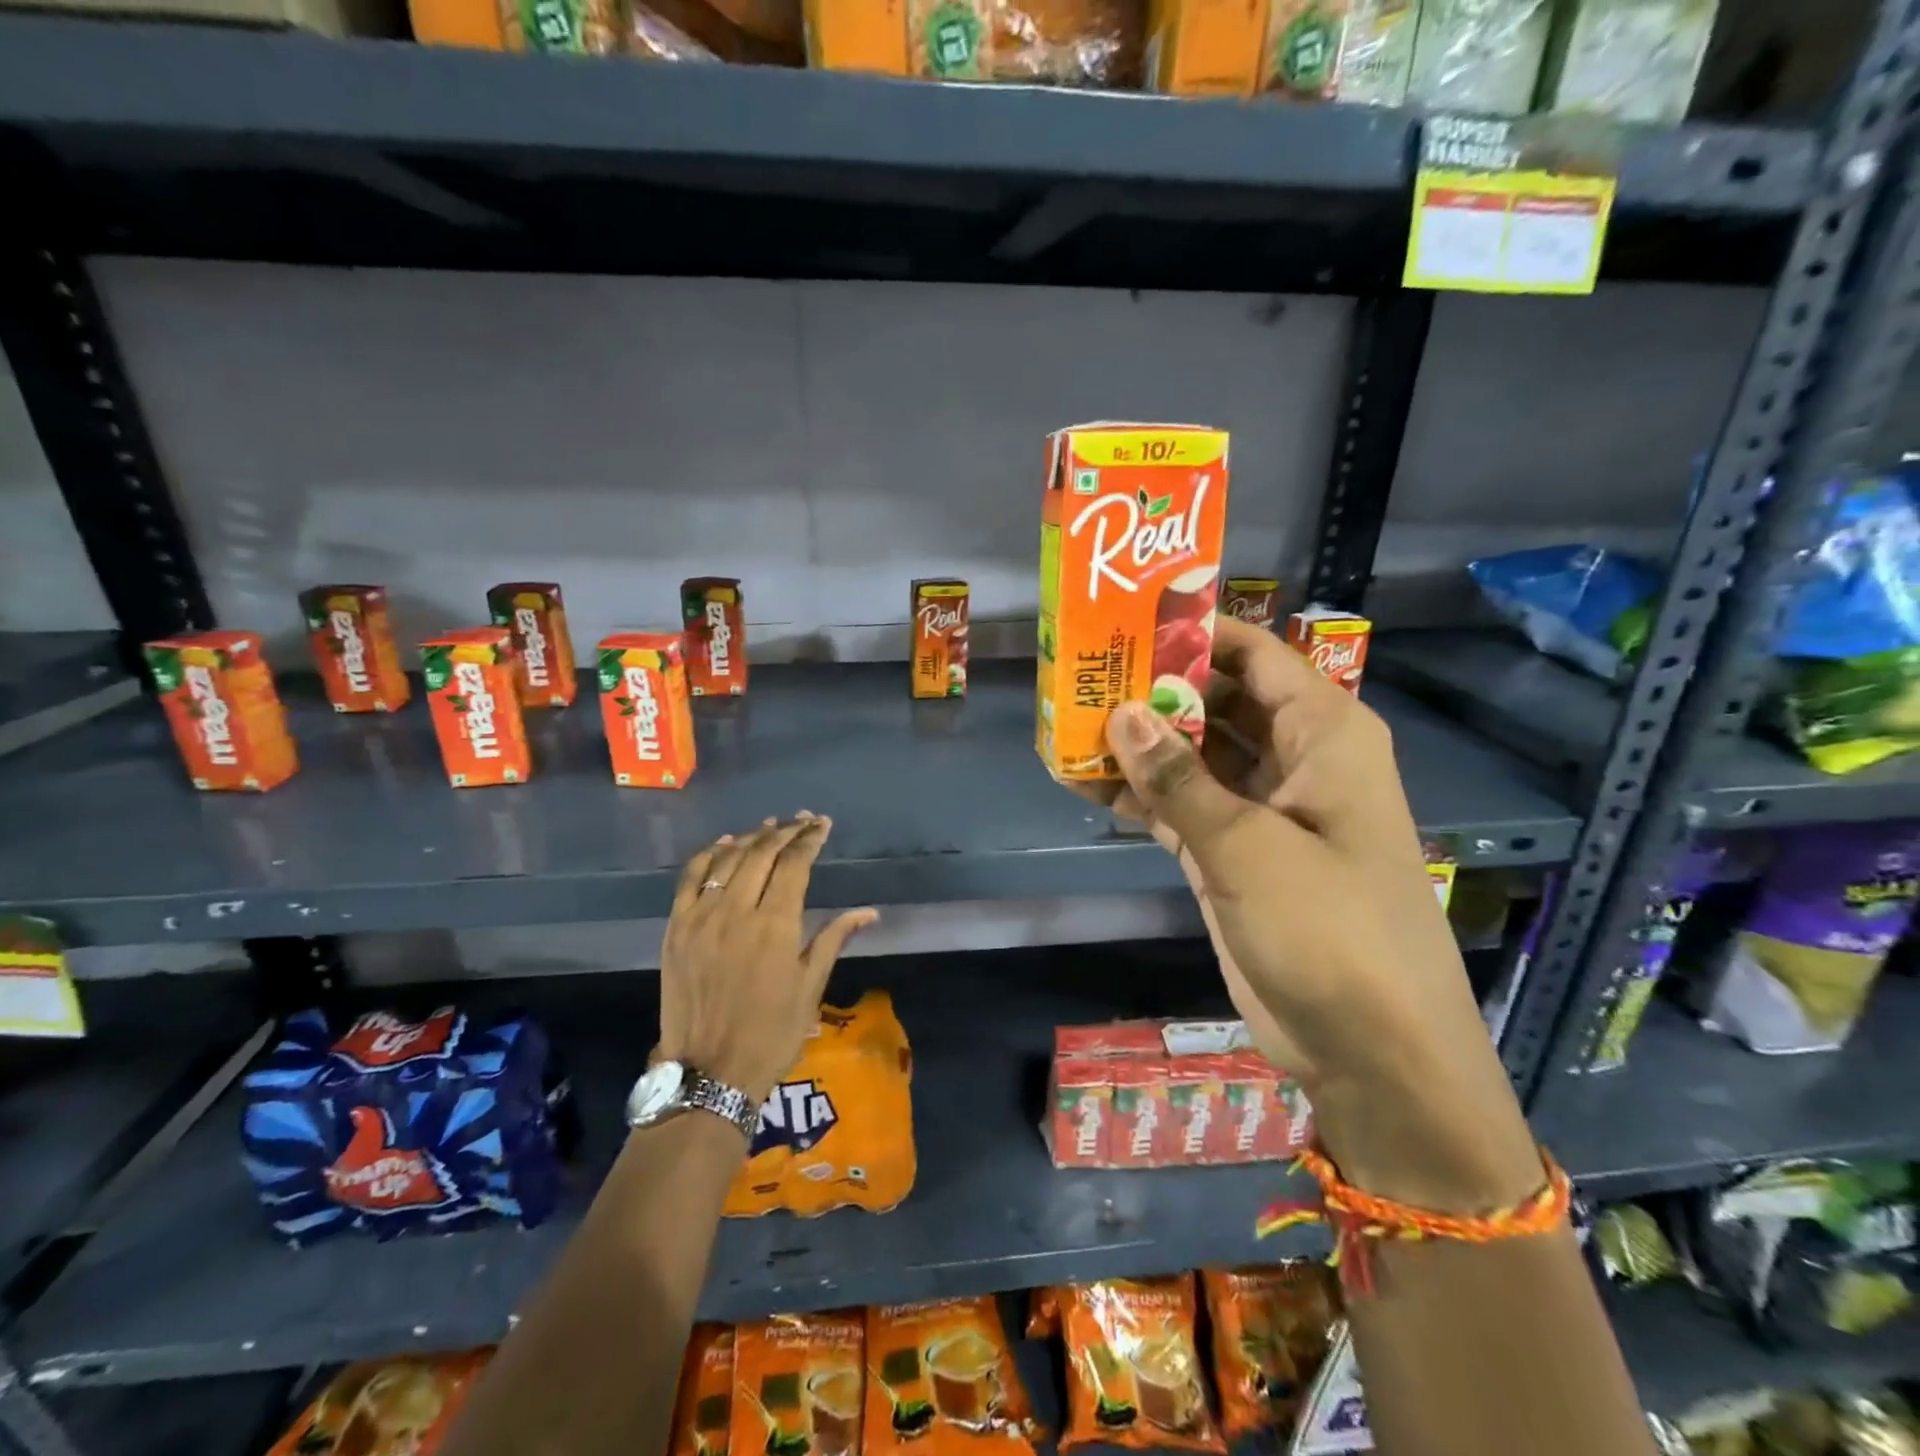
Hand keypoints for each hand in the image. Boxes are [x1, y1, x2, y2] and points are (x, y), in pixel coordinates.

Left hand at [657, 813, 877, 1107]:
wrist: (710, 1073)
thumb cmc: (772, 1033)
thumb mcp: (811, 987)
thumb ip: (834, 938)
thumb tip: (868, 912)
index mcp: (775, 925)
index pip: (794, 864)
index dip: (810, 839)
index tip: (822, 825)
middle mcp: (737, 910)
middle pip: (762, 852)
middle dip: (786, 831)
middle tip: (802, 821)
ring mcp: (701, 917)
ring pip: (727, 859)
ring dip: (752, 838)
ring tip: (771, 827)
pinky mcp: (676, 928)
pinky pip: (690, 878)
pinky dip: (708, 855)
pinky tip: (724, 845)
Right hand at [1092, 619, 1542, 1210]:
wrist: (1371, 1050)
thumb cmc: (1331, 930)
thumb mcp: (1247, 846)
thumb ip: (1178, 778)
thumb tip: (1121, 712)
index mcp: (1324, 733)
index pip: (1254, 655)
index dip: (1193, 632)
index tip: (1126, 621)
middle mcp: (1295, 759)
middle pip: (1216, 701)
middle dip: (1154, 689)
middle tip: (1081, 672)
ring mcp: (1261, 809)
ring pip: (1192, 755)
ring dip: (1138, 745)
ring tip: (1068, 723)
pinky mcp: (1233, 853)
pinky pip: (1180, 805)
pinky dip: (1139, 795)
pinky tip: (1084, 782)